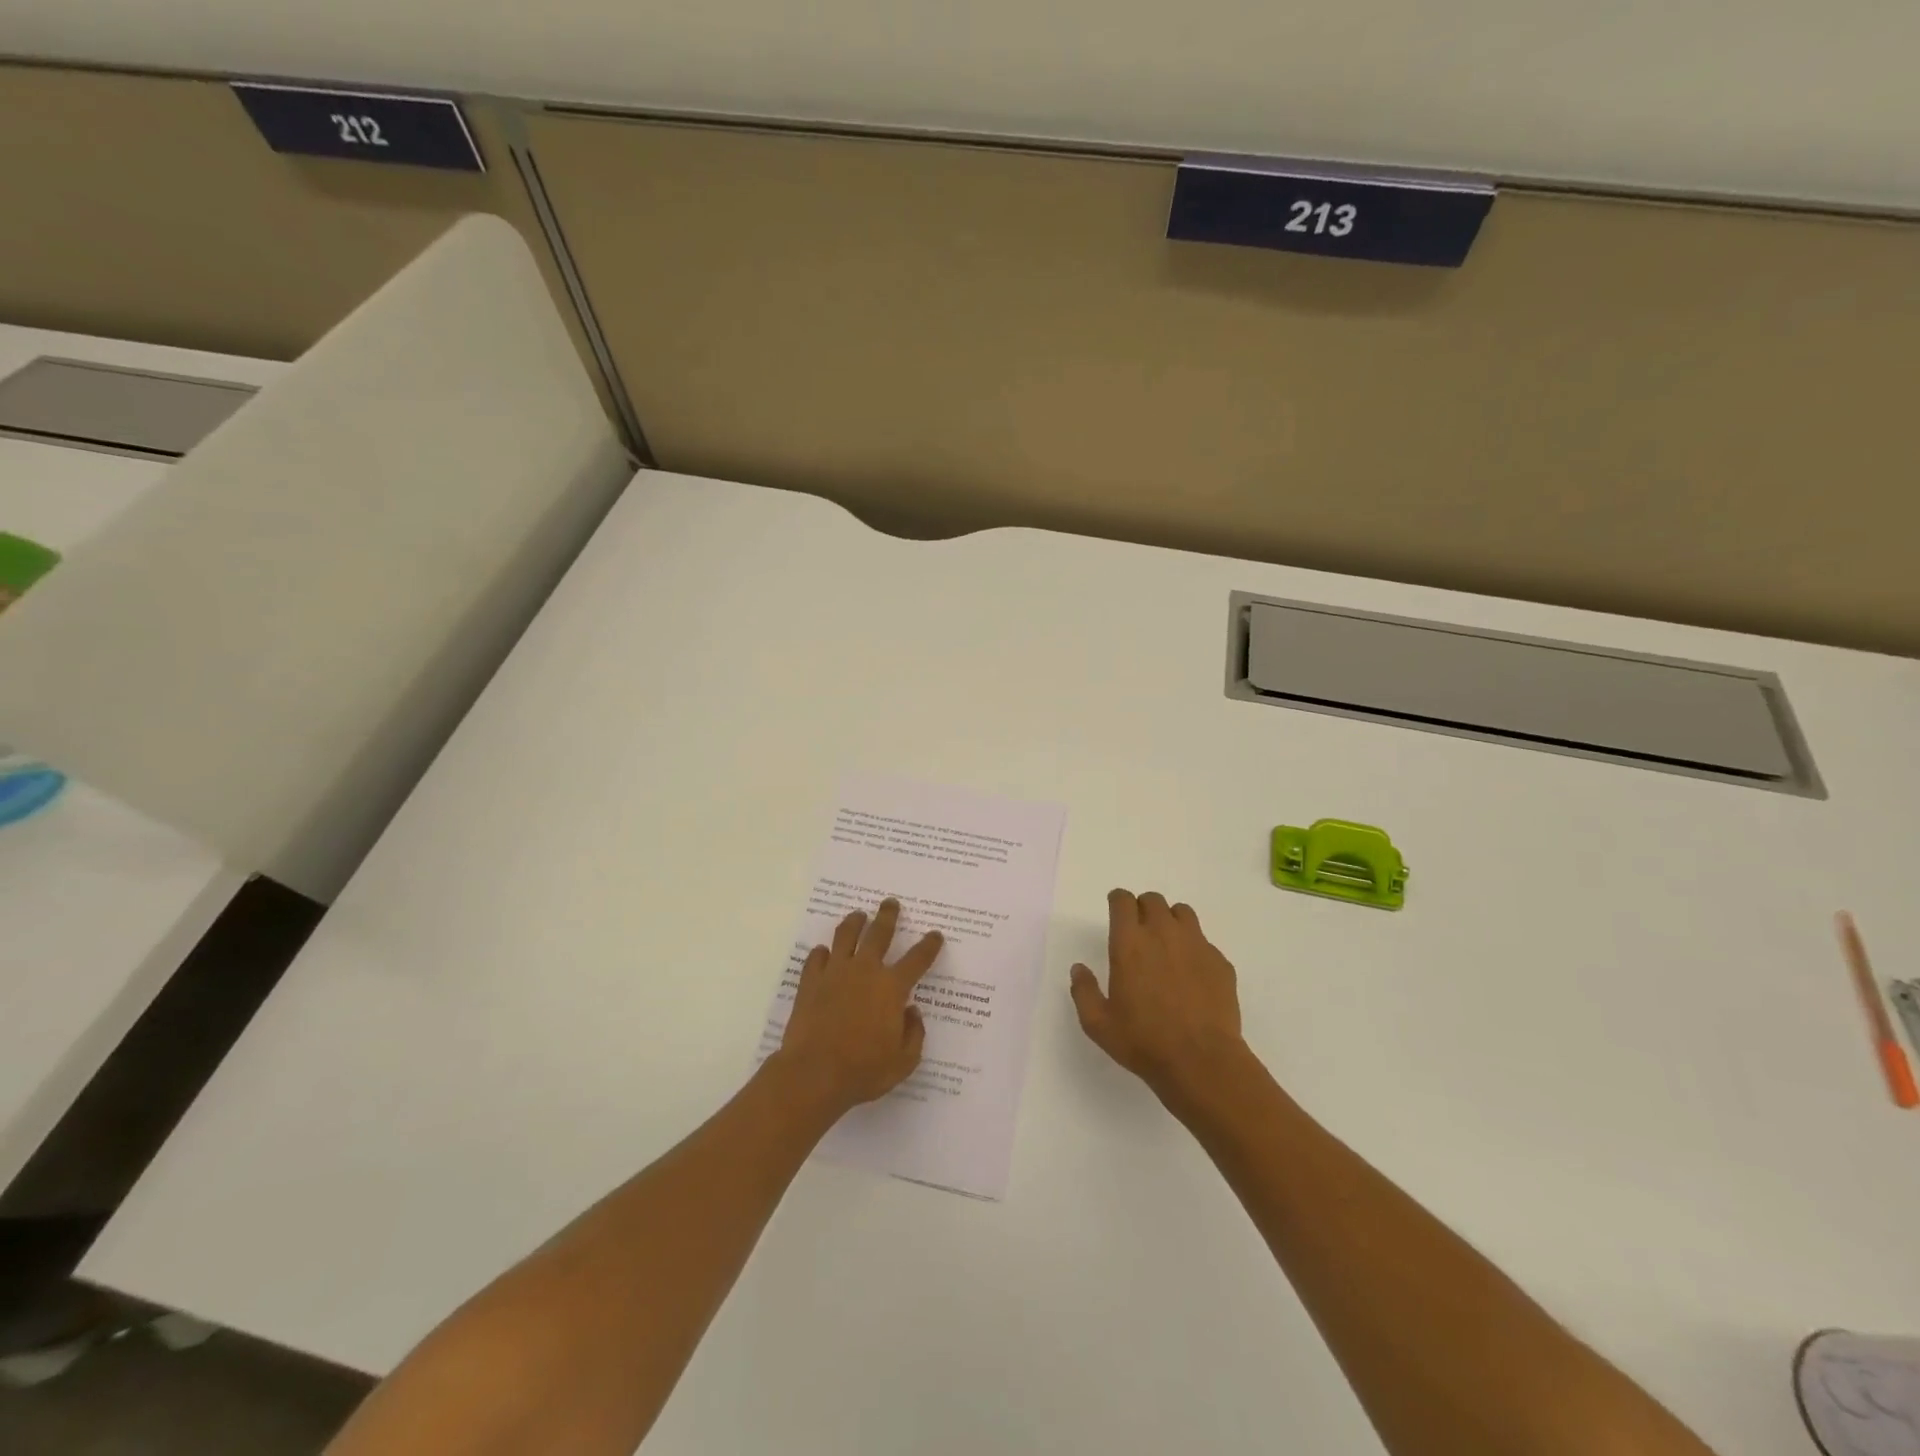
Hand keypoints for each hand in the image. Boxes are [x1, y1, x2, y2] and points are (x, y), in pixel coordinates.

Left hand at [774, 899, 942, 1114]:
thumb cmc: (863, 1071)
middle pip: (879, 933)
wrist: (813, 1074)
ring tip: (858, 915)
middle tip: (890, 903)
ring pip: (845, 935)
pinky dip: (822, 952)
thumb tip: (912, 1012)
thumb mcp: (903, 1062)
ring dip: (854, 922)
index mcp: (892, 988)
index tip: (935, 935)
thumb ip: (914, 1034)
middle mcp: (865, 971)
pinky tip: (824, 952)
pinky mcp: (810, 982)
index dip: (929, 945)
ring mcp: (835, 973)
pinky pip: (816, 957)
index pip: (917, 959)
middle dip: (888, 916)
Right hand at [1070, 890, 1245, 1107]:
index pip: (1123, 901)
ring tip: (1167, 945)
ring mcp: (1196, 945)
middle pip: (1153, 900)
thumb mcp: (1098, 1024)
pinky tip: (1191, 974)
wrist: (1202, 1062)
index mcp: (1129, 943)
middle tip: (1139, 931)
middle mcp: (1163, 934)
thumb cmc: (1144, 1042)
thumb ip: (1084, 991)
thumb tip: (1079, 969)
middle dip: (1143, 909)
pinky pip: (1204, 941)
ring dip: (1170, 920)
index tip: (1115, 911)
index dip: (1117, 901)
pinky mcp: (1220, 962)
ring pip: (1182, 912)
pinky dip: (1194, 948)